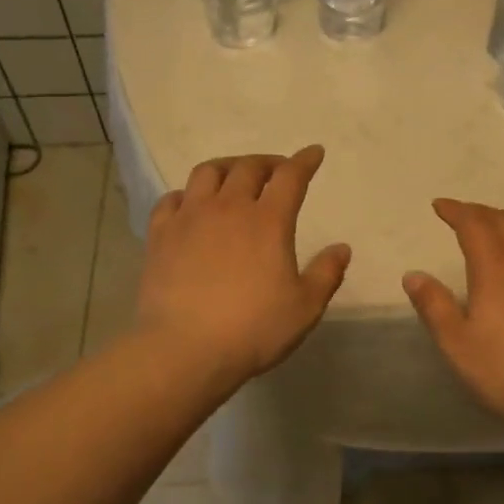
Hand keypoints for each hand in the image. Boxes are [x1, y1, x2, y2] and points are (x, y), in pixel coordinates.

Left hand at [136, 147, 350, 386]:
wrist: (185, 350)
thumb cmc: (253, 330)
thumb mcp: (304, 308)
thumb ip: (326, 274)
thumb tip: (342, 248)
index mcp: (268, 222)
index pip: (291, 177)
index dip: (304, 161)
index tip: (314, 153)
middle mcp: (228, 208)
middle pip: (248, 167)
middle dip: (267, 162)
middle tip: (277, 170)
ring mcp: (190, 218)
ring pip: (207, 172)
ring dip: (227, 167)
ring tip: (234, 177)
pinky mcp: (161, 235)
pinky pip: (172, 199)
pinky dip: (187, 194)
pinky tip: (191, 204)